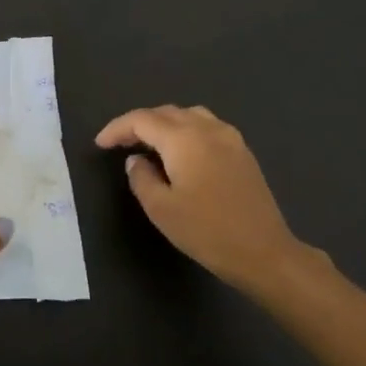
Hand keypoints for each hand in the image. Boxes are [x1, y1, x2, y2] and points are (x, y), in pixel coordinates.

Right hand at [95, 104, 310, 293]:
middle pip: (166, 112)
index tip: (100, 143)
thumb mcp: (162, 210)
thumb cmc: (208, 232)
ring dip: (164, 124)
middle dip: (140, 123)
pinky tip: (182, 152)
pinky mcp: (242, 151)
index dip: (118, 128)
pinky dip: (186, 130)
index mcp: (184, 138)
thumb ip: (142, 179)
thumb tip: (136, 160)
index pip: (142, 120)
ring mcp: (229, 137)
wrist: (265, 252)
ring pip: (188, 115)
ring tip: (149, 144)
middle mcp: (207, 128)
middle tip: (120, 143)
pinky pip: (207, 126)